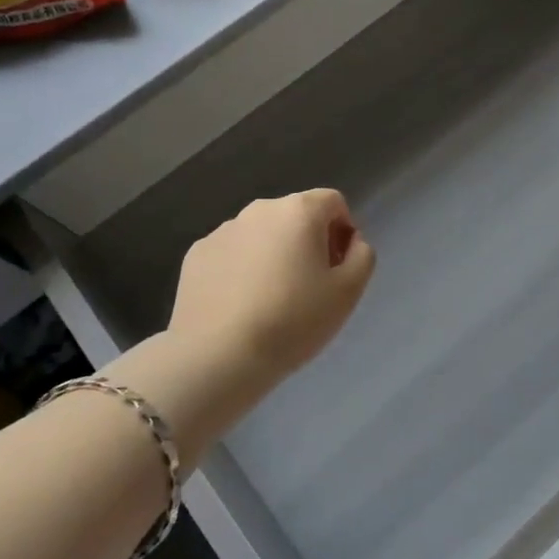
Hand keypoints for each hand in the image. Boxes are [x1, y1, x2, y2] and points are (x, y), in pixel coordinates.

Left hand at [168, 190, 376, 383]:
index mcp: (299, 211)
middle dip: (307, 242)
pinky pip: (231, 254)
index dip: (342, 231)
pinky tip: (240, 307)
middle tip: (308, 288)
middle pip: (295, 215)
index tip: (337, 269)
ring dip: (272, 255)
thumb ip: (362, 256)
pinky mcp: (196, 254)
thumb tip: (351, 241)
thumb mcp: (348, 292)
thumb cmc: (292, 321)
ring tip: (270, 301)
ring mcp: (223, 230)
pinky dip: (240, 270)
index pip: (333, 202)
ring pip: (261, 234)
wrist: (218, 355)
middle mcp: (259, 210)